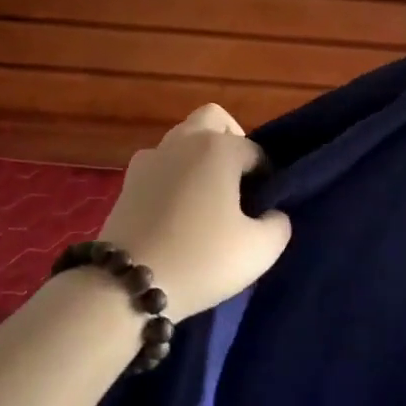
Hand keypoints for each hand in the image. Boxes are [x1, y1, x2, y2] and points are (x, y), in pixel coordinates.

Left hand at [99, 104, 291, 319]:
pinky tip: (177, 211)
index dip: (265, 177)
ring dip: (198, 157)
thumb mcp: (260, 250)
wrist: (127, 285)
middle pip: (212, 120)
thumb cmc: (202, 259)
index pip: (255, 151)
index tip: (263, 208)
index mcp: (219, 147)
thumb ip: (278, 224)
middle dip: (230, 141)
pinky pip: (159, 164)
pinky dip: (172, 176)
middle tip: (236, 182)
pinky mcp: (127, 181)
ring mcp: (150, 158)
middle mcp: (183, 141)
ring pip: (182, 140)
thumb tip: (271, 213)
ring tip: (206, 200)